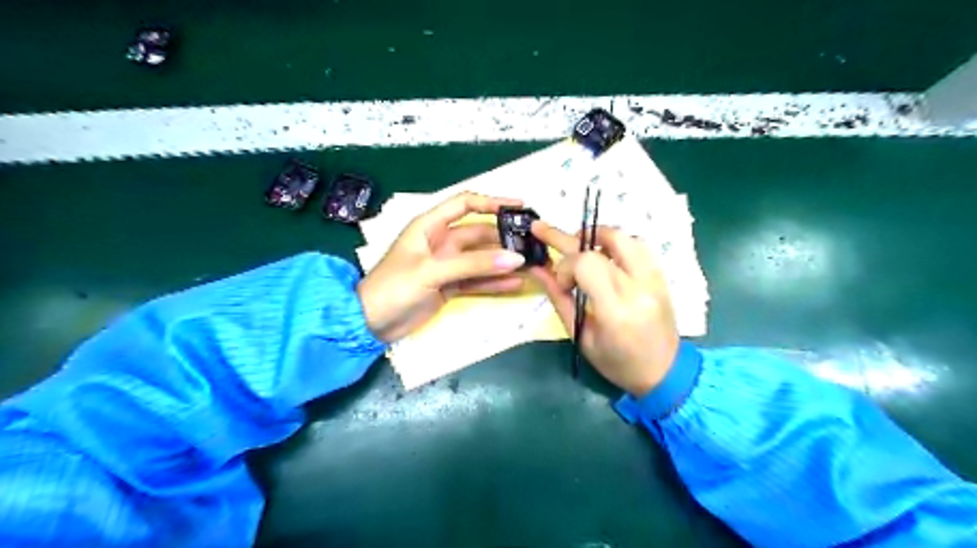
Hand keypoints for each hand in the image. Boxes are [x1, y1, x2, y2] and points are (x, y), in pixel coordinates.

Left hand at [358, 192, 525, 342]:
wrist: (369, 323)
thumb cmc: (394, 287)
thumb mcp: (432, 271)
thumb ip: (473, 265)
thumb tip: (514, 259)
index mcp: (430, 226)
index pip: (465, 204)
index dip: (491, 202)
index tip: (518, 207)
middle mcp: (441, 242)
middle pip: (478, 234)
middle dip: (503, 238)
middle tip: (531, 244)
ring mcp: (447, 266)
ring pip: (481, 259)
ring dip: (502, 262)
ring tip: (530, 265)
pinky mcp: (450, 287)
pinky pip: (477, 281)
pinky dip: (494, 283)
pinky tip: (515, 285)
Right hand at [527, 224, 681, 398]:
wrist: (664, 373)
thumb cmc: (617, 363)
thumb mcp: (581, 337)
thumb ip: (559, 299)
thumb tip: (537, 269)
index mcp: (616, 310)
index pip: (586, 263)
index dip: (565, 266)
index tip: (561, 283)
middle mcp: (639, 287)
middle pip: (605, 241)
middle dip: (570, 237)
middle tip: (545, 231)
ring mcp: (655, 279)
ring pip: (625, 237)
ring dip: (597, 236)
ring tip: (579, 246)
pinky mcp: (662, 276)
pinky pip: (639, 246)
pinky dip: (617, 244)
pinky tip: (604, 254)